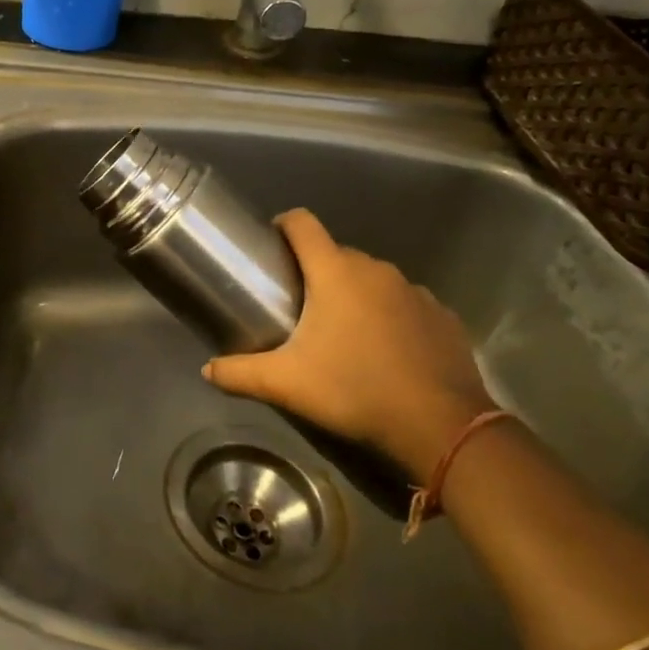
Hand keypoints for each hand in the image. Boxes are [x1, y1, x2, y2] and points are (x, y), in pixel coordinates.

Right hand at [202, 209, 495, 483]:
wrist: (441, 426)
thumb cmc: (354, 390)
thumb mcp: (287, 384)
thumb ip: (240, 373)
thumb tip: (207, 371)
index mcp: (335, 272)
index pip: (303, 223)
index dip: (283, 225)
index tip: (270, 244)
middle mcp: (375, 269)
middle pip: (336, 254)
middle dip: (316, 271)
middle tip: (300, 306)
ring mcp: (414, 290)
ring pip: (372, 279)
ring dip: (355, 294)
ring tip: (344, 332)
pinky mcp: (442, 315)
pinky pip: (405, 303)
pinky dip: (390, 316)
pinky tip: (386, 350)